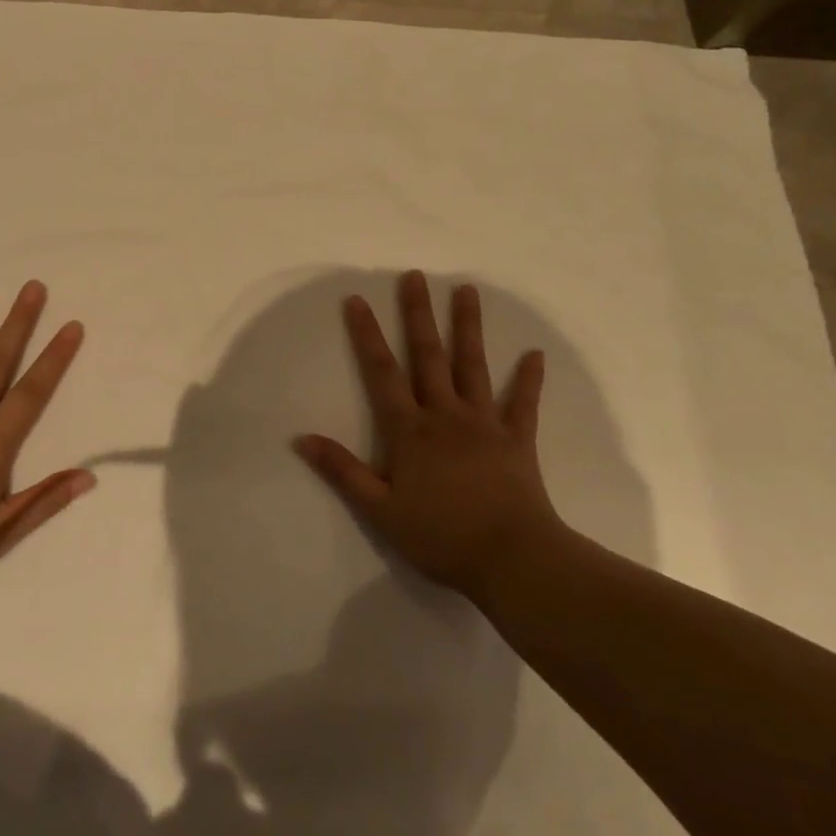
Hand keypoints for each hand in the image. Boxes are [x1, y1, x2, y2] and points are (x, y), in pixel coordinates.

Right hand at [294, 270, 564, 598]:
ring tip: (467, 290)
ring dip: (469, 327)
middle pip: (429, 356)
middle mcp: (445, 415)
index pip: (382, 372)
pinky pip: (524, 403)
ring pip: (473, 366)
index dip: (367, 335)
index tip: (357, 299)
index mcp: (410, 430)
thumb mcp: (379, 509)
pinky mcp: (517, 439)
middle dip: (419, 314)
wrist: (512, 560)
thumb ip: (342, 471)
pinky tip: (535, 354)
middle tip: (415, 276)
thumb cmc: (440, 536)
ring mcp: (485, 423)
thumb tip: (301, 439)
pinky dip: (529, 379)